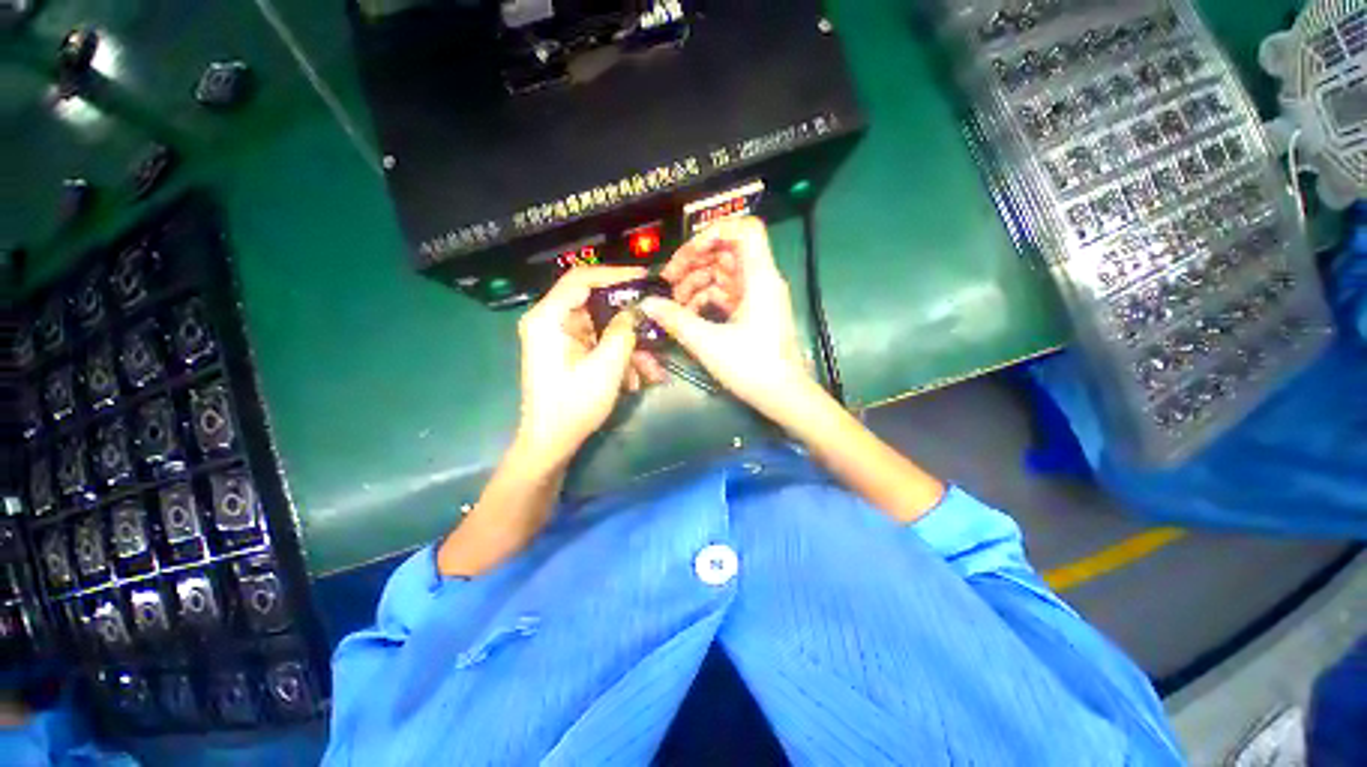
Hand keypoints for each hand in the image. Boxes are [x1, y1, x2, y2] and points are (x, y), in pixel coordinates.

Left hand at [515, 266, 649, 463]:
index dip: (615, 275)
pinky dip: (618, 357)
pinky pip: (598, 344)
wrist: (550, 444)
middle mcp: (550, 322)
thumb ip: (623, 332)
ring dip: (628, 346)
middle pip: (595, 304)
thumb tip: (637, 308)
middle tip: (655, 323)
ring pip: (602, 328)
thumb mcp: (606, 367)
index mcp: (548, 319)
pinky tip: (635, 379)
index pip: (581, 279)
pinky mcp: (568, 353)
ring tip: (651, 370)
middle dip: (628, 320)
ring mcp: (560, 338)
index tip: (645, 279)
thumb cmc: (573, 405)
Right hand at [642, 218, 816, 421]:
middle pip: (727, 251)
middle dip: (694, 261)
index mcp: (760, 277)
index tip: (688, 252)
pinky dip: (706, 299)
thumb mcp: (708, 342)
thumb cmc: (752, 367)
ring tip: (673, 304)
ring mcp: (757, 297)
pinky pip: (726, 295)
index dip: (715, 231)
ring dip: (696, 283)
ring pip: (723, 274)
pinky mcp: (753, 313)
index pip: (746, 229)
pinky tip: (687, 314)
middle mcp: (761, 280)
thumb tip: (647, 303)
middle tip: (668, 280)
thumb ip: (676, 319)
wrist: (783, 397)